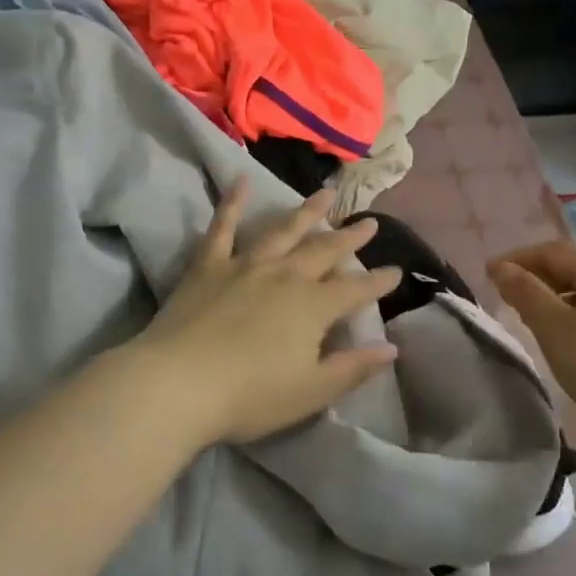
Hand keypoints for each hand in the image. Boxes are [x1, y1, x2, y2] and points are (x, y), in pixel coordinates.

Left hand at [126, 179, 402, 446]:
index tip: (397, 271)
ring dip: (307, 211)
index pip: (356, 291)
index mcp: (313, 307)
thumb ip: (353, 368)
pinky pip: (223, 227)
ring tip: (326, 192)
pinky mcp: (209, 266)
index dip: (379, 282)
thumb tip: (391, 349)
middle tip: (369, 222)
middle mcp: (285, 276)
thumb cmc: (250, 396)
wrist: (178, 384)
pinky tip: (240, 179)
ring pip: (283, 231)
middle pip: (324, 252)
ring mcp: (246, 266)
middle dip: (349, 238)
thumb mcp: (311, 392)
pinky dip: (232, 202)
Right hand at [488, 240, 575, 436]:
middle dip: (533, 276)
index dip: (517, 258)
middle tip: (503, 297)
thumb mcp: (556, 329)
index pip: (552, 251)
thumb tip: (502, 267)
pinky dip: (568, 316)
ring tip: (526, 319)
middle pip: (570, 268)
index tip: (486, 275)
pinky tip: (561, 340)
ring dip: (550, 298)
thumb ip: (526, 294)